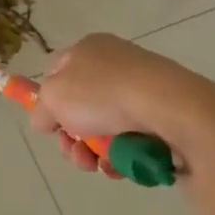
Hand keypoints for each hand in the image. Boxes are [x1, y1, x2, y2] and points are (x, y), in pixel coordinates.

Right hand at [29, 33, 214, 177]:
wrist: (173, 110)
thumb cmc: (104, 94)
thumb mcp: (54, 97)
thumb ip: (41, 108)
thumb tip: (44, 119)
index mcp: (88, 48)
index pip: (57, 71)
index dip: (48, 99)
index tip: (49, 125)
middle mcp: (115, 63)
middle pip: (81, 105)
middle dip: (72, 136)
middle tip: (75, 154)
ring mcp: (142, 89)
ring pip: (106, 127)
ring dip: (95, 151)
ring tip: (99, 166)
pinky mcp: (165, 115)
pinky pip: (133, 138)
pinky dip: (123, 155)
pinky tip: (122, 166)